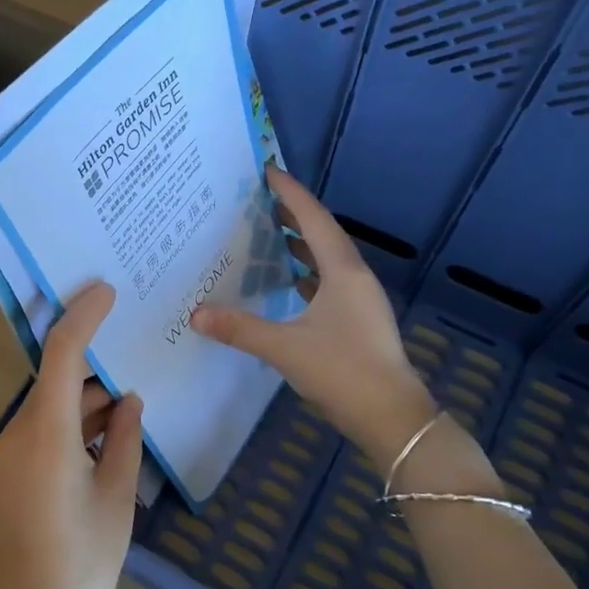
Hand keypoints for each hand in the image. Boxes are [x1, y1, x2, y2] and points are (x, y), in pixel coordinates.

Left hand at [0, 282, 143, 588]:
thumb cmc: (83, 562)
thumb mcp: (117, 496)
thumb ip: (124, 438)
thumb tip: (130, 400)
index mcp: (47, 433)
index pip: (62, 353)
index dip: (83, 316)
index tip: (107, 291)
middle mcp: (19, 433)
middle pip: (55, 377)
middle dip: (92, 362)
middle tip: (131, 345)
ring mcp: (8, 453)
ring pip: (50, 405)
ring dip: (84, 397)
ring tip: (128, 397)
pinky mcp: (8, 472)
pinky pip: (42, 430)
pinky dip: (71, 422)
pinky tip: (104, 431)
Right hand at [192, 165, 435, 467]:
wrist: (392, 417)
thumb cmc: (343, 372)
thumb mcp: (285, 348)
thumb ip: (240, 329)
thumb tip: (196, 314)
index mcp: (343, 271)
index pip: (313, 219)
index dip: (290, 193)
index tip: (268, 171)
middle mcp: (355, 277)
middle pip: (323, 234)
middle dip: (293, 214)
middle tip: (261, 199)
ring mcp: (360, 300)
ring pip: (327, 259)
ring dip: (301, 243)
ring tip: (271, 232)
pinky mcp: (358, 320)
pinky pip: (329, 281)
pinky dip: (307, 272)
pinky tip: (290, 281)